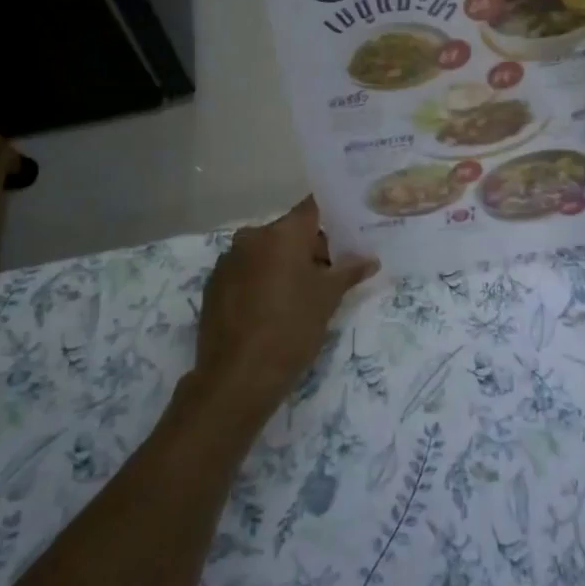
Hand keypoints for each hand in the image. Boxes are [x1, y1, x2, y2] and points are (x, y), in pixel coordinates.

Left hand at [188, 198, 378, 430]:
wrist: (237, 377)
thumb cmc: (291, 328)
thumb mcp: (328, 299)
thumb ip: (349, 272)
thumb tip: (370, 259)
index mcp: (282, 233)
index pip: (312, 208)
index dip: (333, 215)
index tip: (349, 228)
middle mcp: (251, 237)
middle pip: (289, 232)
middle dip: (312, 247)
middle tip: (333, 272)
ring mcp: (228, 260)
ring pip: (267, 252)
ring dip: (286, 264)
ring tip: (305, 294)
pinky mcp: (214, 284)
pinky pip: (247, 270)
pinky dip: (263, 279)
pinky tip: (274, 307)